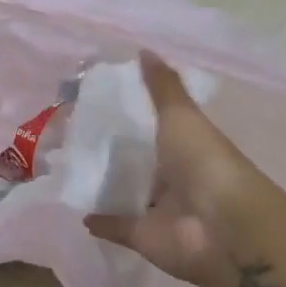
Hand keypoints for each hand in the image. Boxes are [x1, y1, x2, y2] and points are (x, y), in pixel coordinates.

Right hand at [85, 54, 265, 286]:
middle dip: (110, 152)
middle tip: (68, 134)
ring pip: (125, 194)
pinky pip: (115, 225)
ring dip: (102, 185)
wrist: (222, 227)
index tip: (93, 102)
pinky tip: (75, 208)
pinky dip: (98, 220)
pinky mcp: (141, 236)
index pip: (153, 126)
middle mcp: (172, 176)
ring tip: (64, 167)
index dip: (129, 115)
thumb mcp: (181, 116)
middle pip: (137, 162)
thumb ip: (162, 87)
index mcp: (184, 145)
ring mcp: (157, 209)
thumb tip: (143, 50)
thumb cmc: (204, 163)